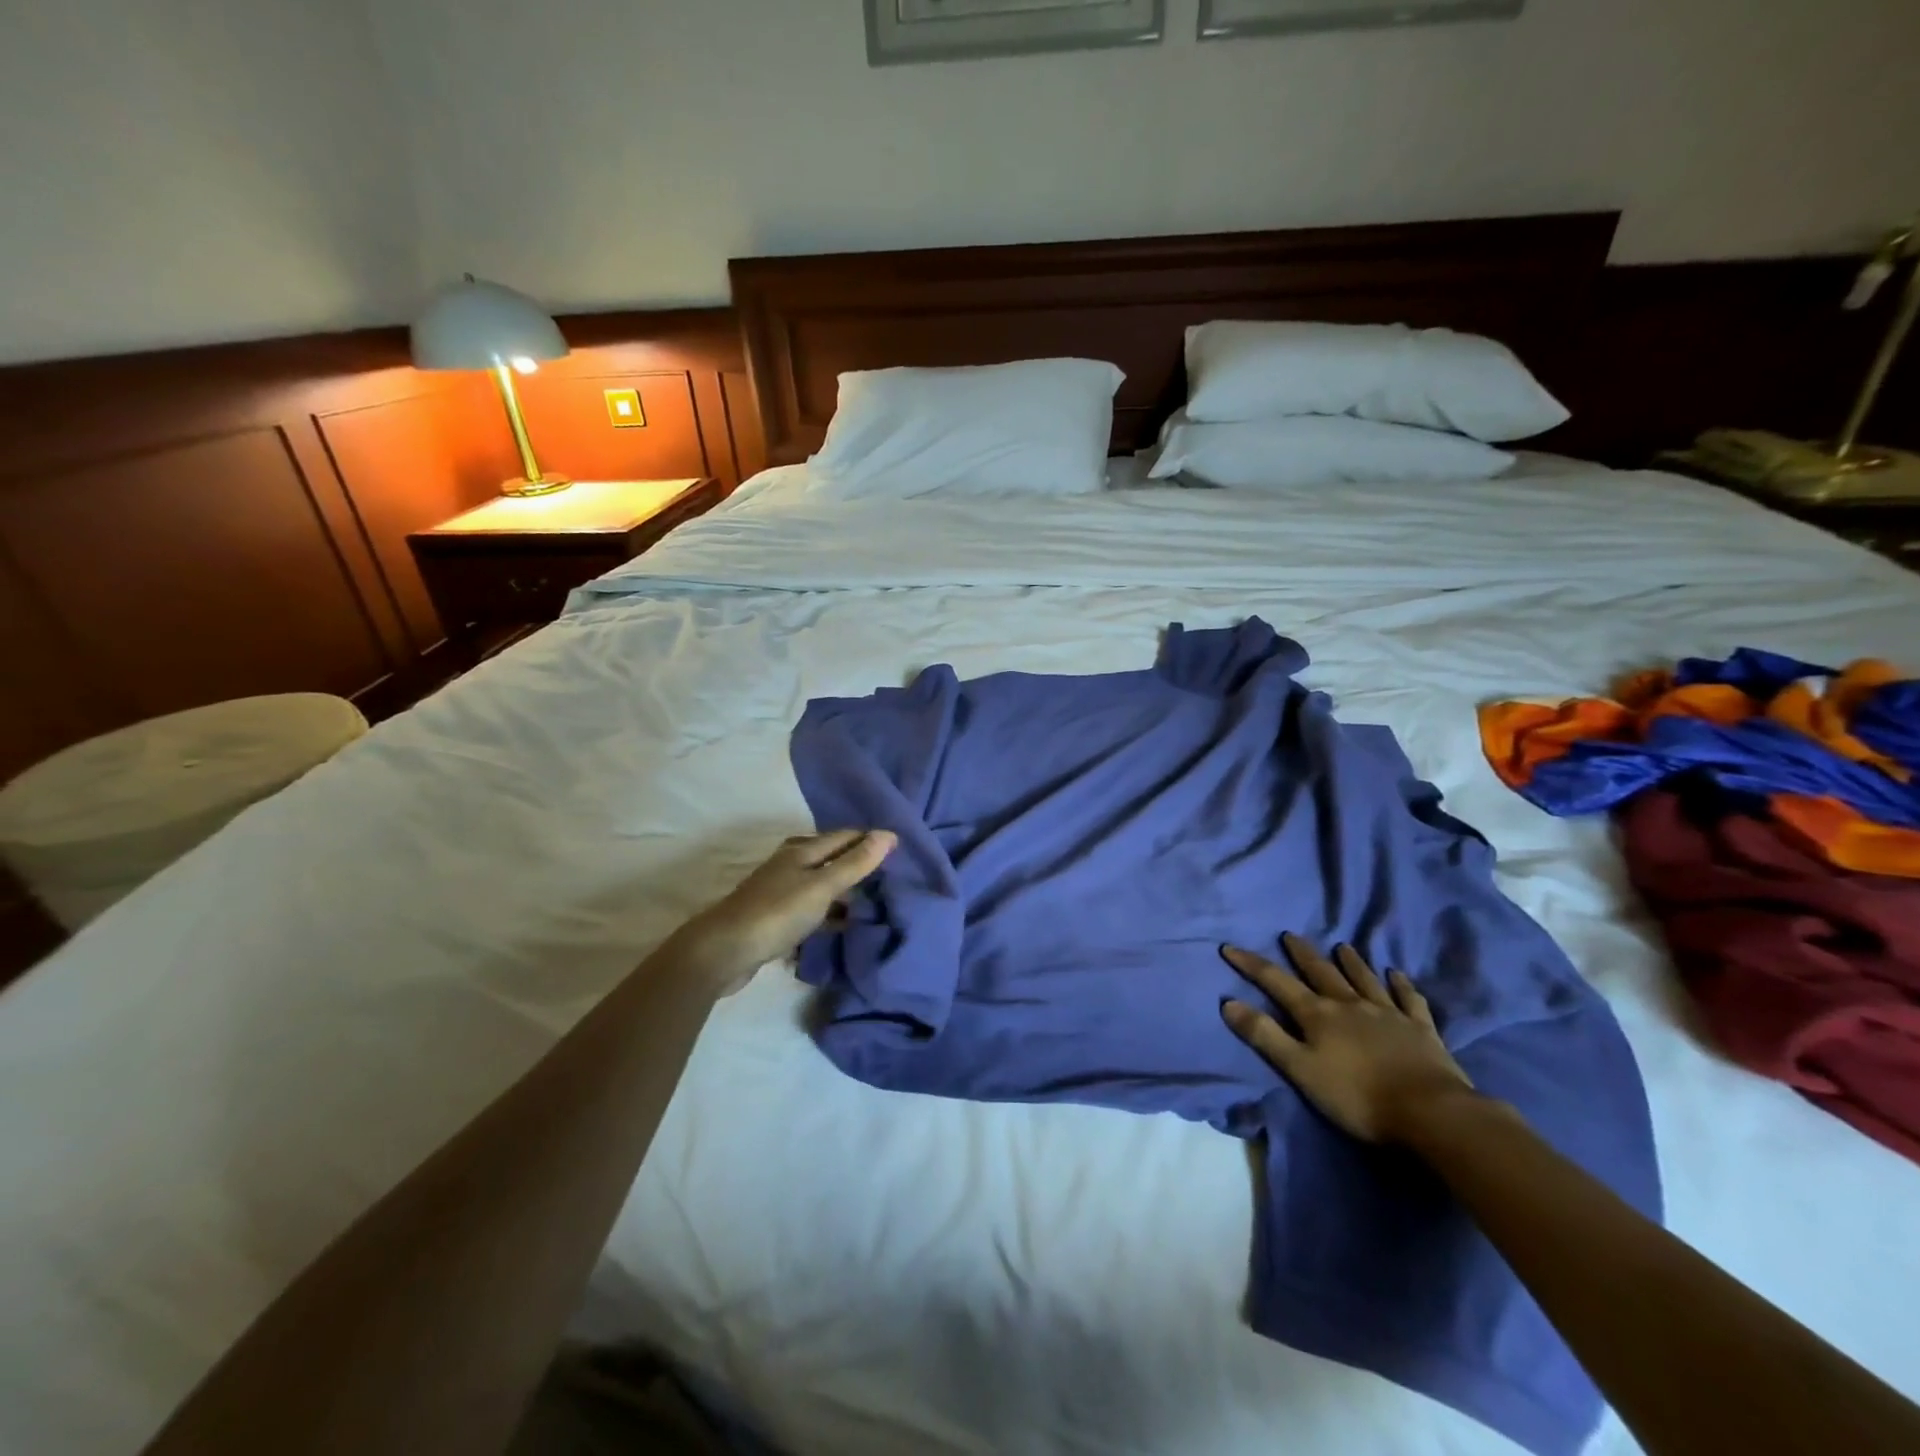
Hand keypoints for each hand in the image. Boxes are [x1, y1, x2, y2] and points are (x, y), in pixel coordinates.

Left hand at [668, 830, 896, 993]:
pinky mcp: (775, 919)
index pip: (843, 836)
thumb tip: (888, 833)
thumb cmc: (777, 913)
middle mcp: (790, 865)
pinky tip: (842, 926)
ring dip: (843, 890)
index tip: (899, 846)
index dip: (869, 839)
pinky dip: (828, 914)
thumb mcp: (822, 886)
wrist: (724, 951)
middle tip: (889, 874)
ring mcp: (780, 892)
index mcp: (801, 851)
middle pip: (830, 858)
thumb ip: (855, 863)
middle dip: (857, 863)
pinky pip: (810, 909)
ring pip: (820, 884)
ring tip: (872, 901)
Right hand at [1222, 934, 1474, 1144]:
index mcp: (1318, 1015)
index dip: (1251, 964)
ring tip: (1342, 946)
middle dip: (1302, 953)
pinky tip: (1397, 975)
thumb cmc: (1357, 1096)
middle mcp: (1349, 1004)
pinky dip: (1401, 985)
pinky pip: (1409, 999)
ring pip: (1364, 979)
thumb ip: (1265, 1036)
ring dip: (1351, 962)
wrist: (1430, 1112)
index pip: (1276, 982)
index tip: (1230, 947)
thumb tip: (1229, 1002)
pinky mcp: (1421, 1029)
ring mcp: (1388, 1013)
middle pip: (1321, 972)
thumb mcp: (1300, 1070)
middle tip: (1289, 935)